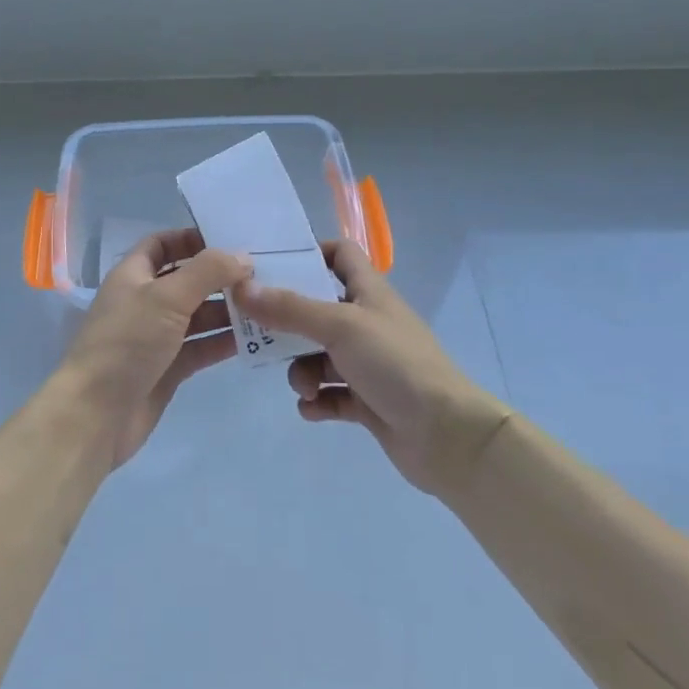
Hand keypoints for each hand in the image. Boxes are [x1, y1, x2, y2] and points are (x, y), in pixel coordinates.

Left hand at [53, 228, 249, 469]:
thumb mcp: (166, 296)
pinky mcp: (169, 368)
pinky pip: (202, 346)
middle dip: (219, 276)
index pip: (162, 244)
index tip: (230, 240)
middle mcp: (145, 302)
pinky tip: (256, 337)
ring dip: (228, 309)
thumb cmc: (127, 342)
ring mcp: (157, 337)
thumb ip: (207, 272)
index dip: (191, 238)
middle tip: (263, 274)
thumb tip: (243, 257)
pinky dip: (224, 341)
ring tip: (267, 305)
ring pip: (198, 315)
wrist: (96, 415)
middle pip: (186, 279)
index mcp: (133, 275)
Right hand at [236, 240, 509, 494]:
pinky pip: (329, 394)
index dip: (310, 254)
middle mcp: (367, 323)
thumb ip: (290, 308)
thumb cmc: (396, 364)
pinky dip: (317, 400)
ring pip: (319, 356)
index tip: (273, 268)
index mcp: (368, 292)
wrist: (447, 435)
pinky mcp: (367, 401)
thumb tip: (241, 287)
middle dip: (288, 325)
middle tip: (259, 335)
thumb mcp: (340, 326)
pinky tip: (313, 409)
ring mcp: (368, 364)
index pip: (339, 255)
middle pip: (317, 310)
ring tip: (304, 388)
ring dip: (302, 370)